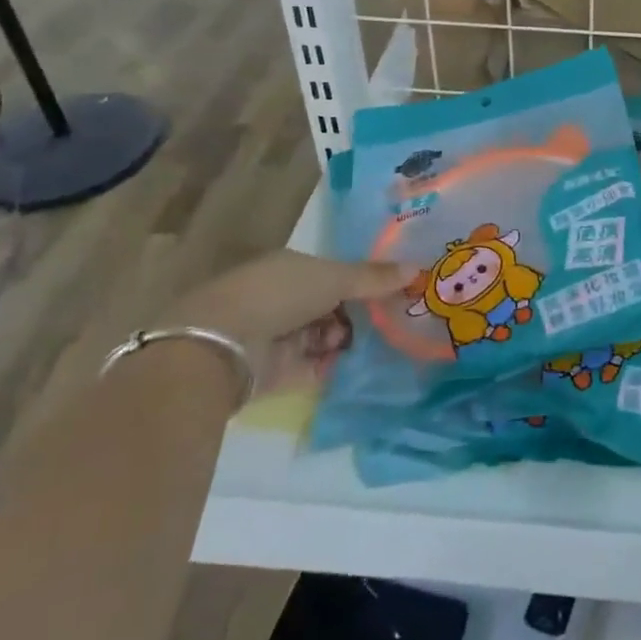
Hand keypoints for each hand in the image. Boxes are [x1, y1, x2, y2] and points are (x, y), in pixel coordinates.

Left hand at [171, 251, 412, 382]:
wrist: (222, 346)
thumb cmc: (279, 295)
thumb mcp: (334, 278)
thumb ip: (374, 278)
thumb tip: (418, 268)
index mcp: (290, 267)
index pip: (332, 273)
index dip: (360, 282)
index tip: (390, 293)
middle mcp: (281, 298)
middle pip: (329, 305)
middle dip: (355, 315)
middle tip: (387, 322)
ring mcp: (276, 335)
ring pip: (323, 336)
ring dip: (343, 340)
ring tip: (363, 344)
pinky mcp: (273, 372)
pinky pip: (312, 367)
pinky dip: (330, 366)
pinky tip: (351, 366)